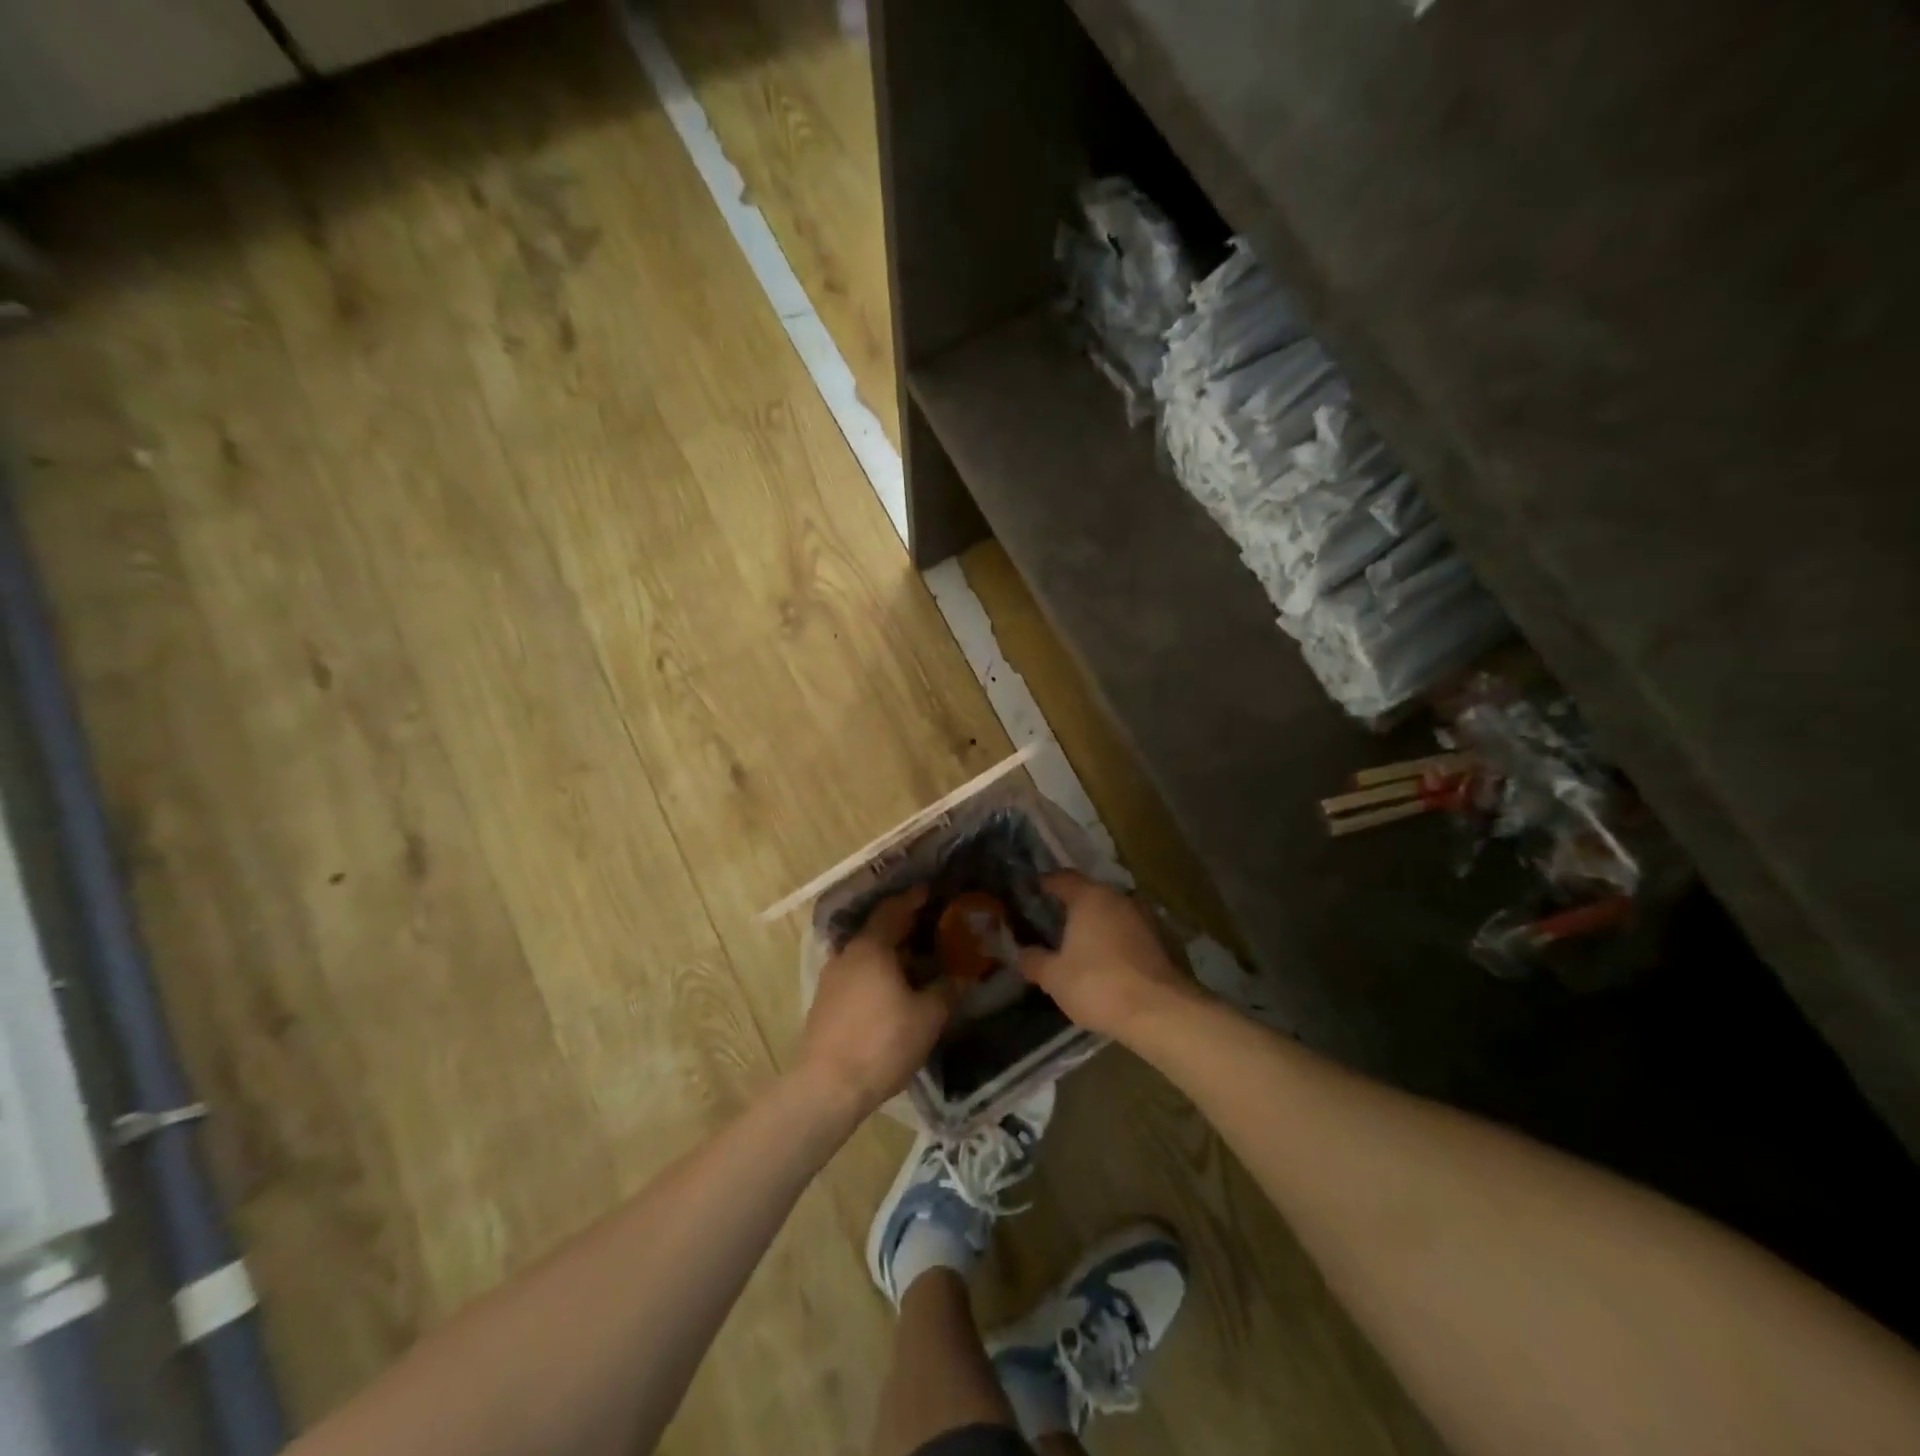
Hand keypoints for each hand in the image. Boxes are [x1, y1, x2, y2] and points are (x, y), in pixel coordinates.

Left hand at [796, 886, 955, 1117]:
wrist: (828, 1086)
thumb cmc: (883, 1042)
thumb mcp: (928, 1016)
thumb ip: (946, 990)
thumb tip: (962, 975)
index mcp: (871, 947)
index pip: (893, 910)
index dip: (913, 899)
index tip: (930, 891)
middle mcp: (848, 955)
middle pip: (878, 931)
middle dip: (904, 927)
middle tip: (931, 926)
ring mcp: (832, 979)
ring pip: (867, 956)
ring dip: (890, 954)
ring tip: (917, 961)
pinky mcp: (825, 1004)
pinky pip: (857, 975)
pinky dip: (877, 973)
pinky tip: (893, 991)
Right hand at [1020, 873, 1194, 1040]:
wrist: (1160, 1012)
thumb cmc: (1098, 985)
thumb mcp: (1053, 977)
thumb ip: (1033, 960)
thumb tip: (1021, 952)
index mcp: (1089, 897)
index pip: (1061, 878)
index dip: (1044, 884)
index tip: (1031, 894)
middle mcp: (1118, 898)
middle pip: (1089, 894)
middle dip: (1071, 906)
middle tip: (1051, 924)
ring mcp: (1144, 917)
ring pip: (1112, 912)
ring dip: (1096, 924)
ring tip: (1079, 945)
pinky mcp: (1162, 940)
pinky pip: (1129, 931)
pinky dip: (1115, 940)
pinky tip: (1106, 961)